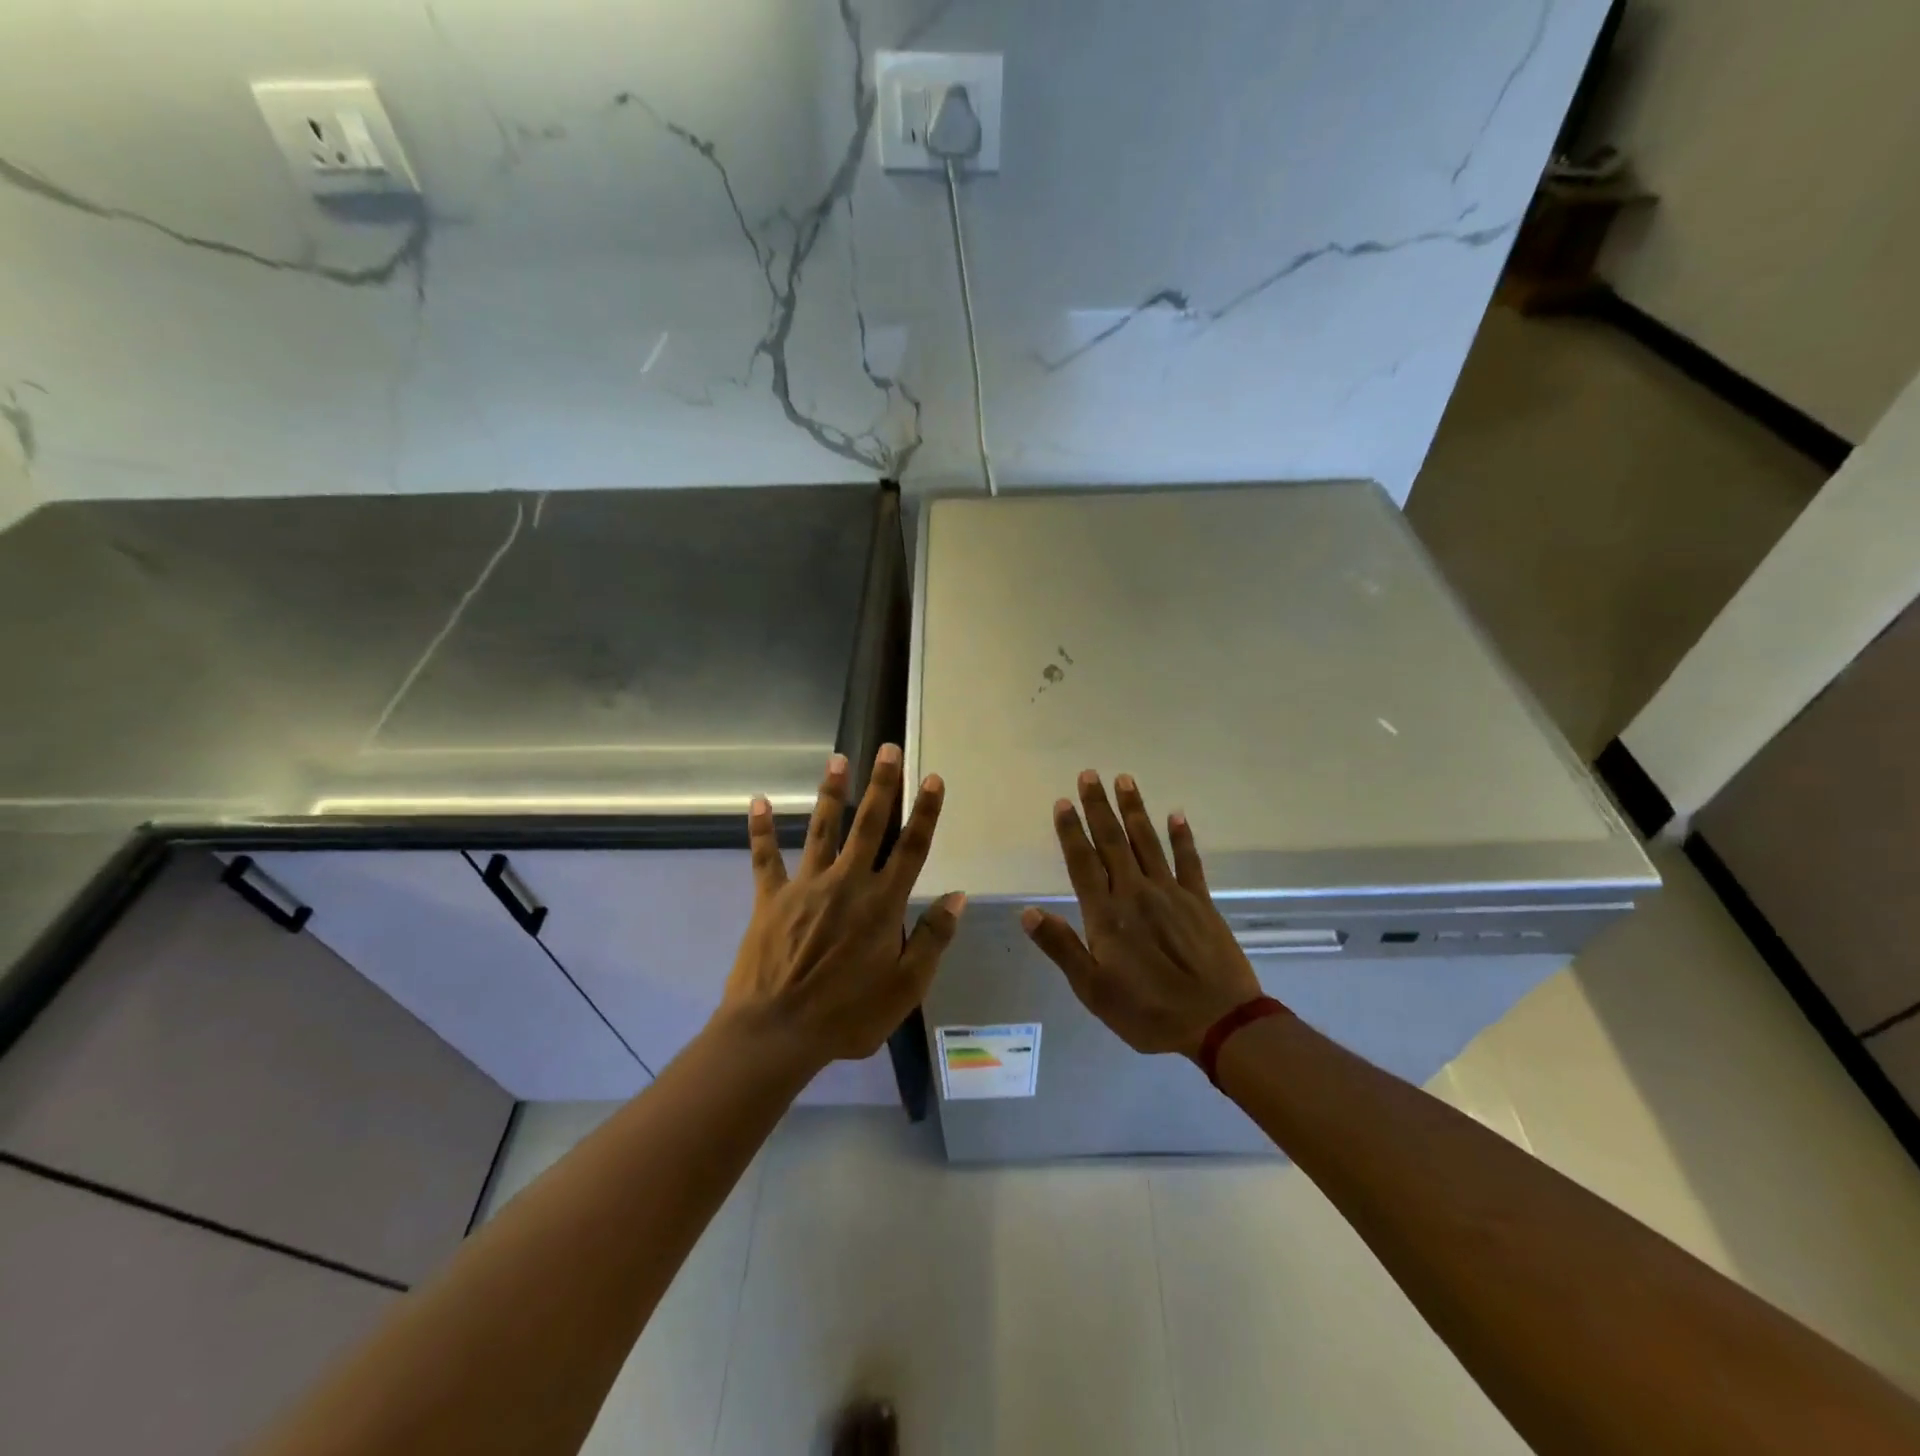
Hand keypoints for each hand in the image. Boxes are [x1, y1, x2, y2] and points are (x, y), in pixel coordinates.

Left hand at [722, 744, 965, 1068]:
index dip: (925, 812)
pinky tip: (757, 801)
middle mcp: (847, 883)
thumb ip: (933, 939)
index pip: (912, 848)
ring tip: (839, 758)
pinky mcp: (771, 899)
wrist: (777, 1032)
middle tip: (888, 749)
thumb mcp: (906, 988)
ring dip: (831, 792)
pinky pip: (765, 858)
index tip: (933, 779)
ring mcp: (806, 887)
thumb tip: (957, 896)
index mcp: (882, 904)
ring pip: (822, 829)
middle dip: (882, 785)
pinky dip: (760, 830)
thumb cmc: (847, 1015)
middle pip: (869, 825)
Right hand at [1022, 771, 1267, 1058]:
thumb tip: (1027, 913)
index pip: (1083, 862)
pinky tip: (1176, 814)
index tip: (1063, 802)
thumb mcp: (1093, 990)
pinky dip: (1182, 836)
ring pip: (1147, 842)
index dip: (1071, 831)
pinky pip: (1188, 861)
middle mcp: (1135, 893)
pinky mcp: (1200, 902)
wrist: (1217, 1023)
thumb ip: (1061, 947)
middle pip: (1113, 841)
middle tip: (1089, 774)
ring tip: (1124, 780)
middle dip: (1099, 807)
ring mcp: (1171, 894)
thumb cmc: (1147, 1012)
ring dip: (1134, 810)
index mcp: (1106, 914)